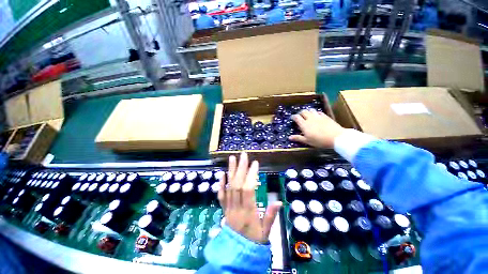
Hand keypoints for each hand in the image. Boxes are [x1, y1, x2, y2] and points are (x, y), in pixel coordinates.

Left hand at [218, 152, 281, 243]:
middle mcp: (236, 207)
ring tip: (232, 158)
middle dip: (241, 168)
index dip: (251, 175)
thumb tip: (279, 201)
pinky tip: (222, 173)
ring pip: (229, 187)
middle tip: (243, 155)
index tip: (255, 163)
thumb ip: (271, 216)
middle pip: (237, 184)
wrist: (237, 253)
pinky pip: (220, 195)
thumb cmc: (254, 241)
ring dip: (230, 171)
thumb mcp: (266, 232)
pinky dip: (221, 183)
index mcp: (248, 212)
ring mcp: (228, 207)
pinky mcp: (223, 208)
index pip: (248, 189)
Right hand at [289, 109, 344, 147]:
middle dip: (300, 113)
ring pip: (311, 110)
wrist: (336, 137)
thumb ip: (298, 138)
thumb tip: (289, 137)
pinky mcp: (325, 116)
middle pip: (303, 112)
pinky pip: (318, 112)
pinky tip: (316, 116)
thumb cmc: (320, 141)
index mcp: (304, 124)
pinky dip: (315, 113)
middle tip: (300, 117)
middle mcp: (310, 118)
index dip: (293, 117)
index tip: (292, 118)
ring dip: (308, 112)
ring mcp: (318, 116)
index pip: (296, 117)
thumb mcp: (307, 141)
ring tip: (308, 115)